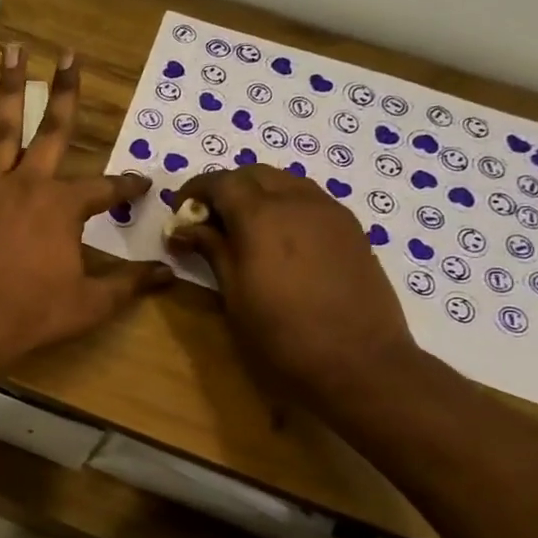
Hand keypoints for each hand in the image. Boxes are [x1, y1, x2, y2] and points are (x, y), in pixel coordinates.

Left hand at [0, 47, 169, 369]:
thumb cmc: (33, 314)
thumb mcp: (90, 303)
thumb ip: (129, 284)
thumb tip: (169, 274)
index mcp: (64, 207)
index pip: (105, 187)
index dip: (126, 185)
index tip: (141, 183)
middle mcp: (29, 185)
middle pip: (53, 130)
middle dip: (66, 92)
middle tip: (69, 55)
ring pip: (4, 129)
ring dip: (11, 89)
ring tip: (13, 51)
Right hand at [170, 166, 420, 402]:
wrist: (359, 362)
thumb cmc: (282, 334)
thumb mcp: (234, 294)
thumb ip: (211, 250)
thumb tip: (184, 228)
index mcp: (262, 215)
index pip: (221, 182)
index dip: (195, 190)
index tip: (179, 212)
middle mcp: (298, 201)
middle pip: (254, 174)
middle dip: (226, 188)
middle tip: (208, 220)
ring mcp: (330, 212)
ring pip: (286, 182)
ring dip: (258, 193)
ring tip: (242, 228)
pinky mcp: (352, 229)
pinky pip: (310, 200)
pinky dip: (285, 206)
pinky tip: (278, 240)